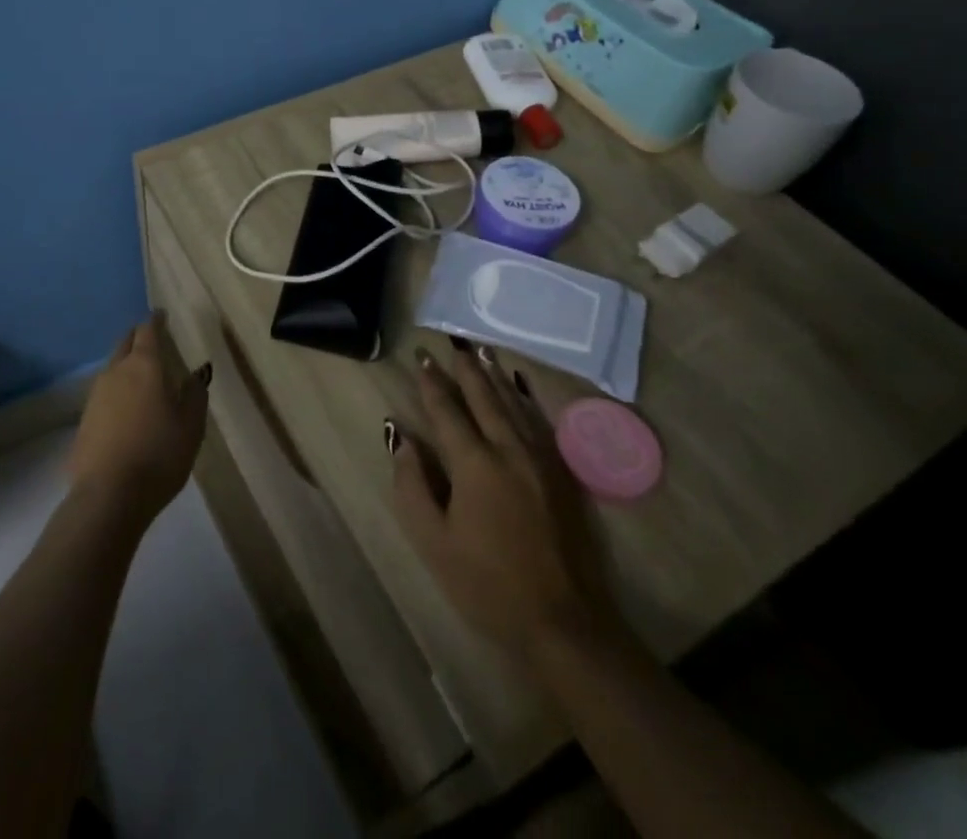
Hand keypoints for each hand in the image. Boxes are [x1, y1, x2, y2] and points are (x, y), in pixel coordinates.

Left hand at [69, 314, 209, 527]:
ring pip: (112, 369)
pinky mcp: (84, 421)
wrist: (108, 496)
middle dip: (137, 338)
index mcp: (144, 366)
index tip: (161, 315)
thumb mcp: (191, 426)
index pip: (148, 331)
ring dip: (126, 366)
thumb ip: (195, 395)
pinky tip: (125, 409)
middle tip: (150, 339)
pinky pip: (104, 396)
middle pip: (125, 344)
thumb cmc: (159, 455)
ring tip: (141, 376)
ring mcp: (95, 396)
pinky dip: (117, 393)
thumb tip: (195, 375)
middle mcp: (116, 372)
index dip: (156, 321)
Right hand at [388, 343, 625, 656]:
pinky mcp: (563, 473)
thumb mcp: (434, 542)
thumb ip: (412, 484)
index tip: (422, 359)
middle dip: (465, 368)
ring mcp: (541, 459)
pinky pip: (538, 421)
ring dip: (494, 376)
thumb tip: (400, 437)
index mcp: (474, 463)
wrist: (566, 623)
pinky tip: (520, 389)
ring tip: (481, 352)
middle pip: (483, 397)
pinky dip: (524, 399)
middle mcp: (509, 449)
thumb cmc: (488, 585)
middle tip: (452, 343)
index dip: (432, 383)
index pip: (447, 410)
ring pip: (513, 403)